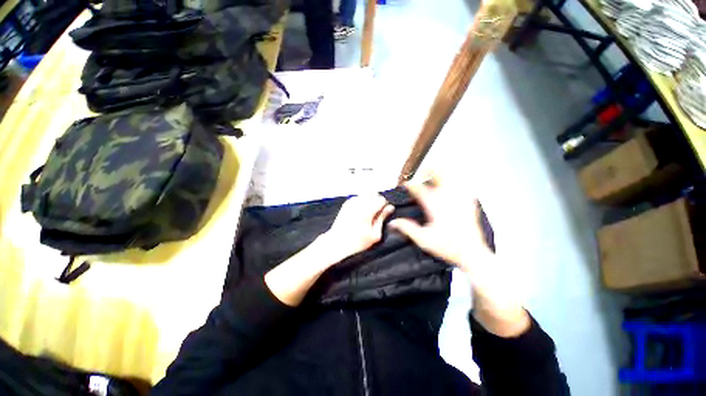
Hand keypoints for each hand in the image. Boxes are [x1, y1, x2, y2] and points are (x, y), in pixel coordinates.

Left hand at [265, 194, 392, 306]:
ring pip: (366, 195)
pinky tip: (359, 213)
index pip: (381, 199)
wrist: (336, 242)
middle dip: (376, 201)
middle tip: (375, 214)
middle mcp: (359, 202)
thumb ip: (382, 218)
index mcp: (367, 210)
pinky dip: (362, 202)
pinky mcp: (346, 203)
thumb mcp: (374, 234)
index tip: (382, 214)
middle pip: (373, 194)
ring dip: (369, 201)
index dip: (384, 206)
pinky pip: (358, 198)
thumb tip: (390, 208)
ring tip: (367, 215)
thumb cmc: (357, 242)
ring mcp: (351, 202)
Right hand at [389, 173, 529, 336]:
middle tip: (423, 171)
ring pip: (452, 177)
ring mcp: (460, 199)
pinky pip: (463, 186)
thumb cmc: (448, 247)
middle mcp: (448, 199)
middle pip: (439, 174)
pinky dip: (455, 182)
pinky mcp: (470, 203)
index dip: (410, 185)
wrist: (473, 254)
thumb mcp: (423, 240)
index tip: (406, 185)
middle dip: (430, 169)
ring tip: (436, 175)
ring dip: (443, 173)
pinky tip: (452, 186)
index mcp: (435, 206)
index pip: (419, 189)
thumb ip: (407, 228)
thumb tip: (393, 222)